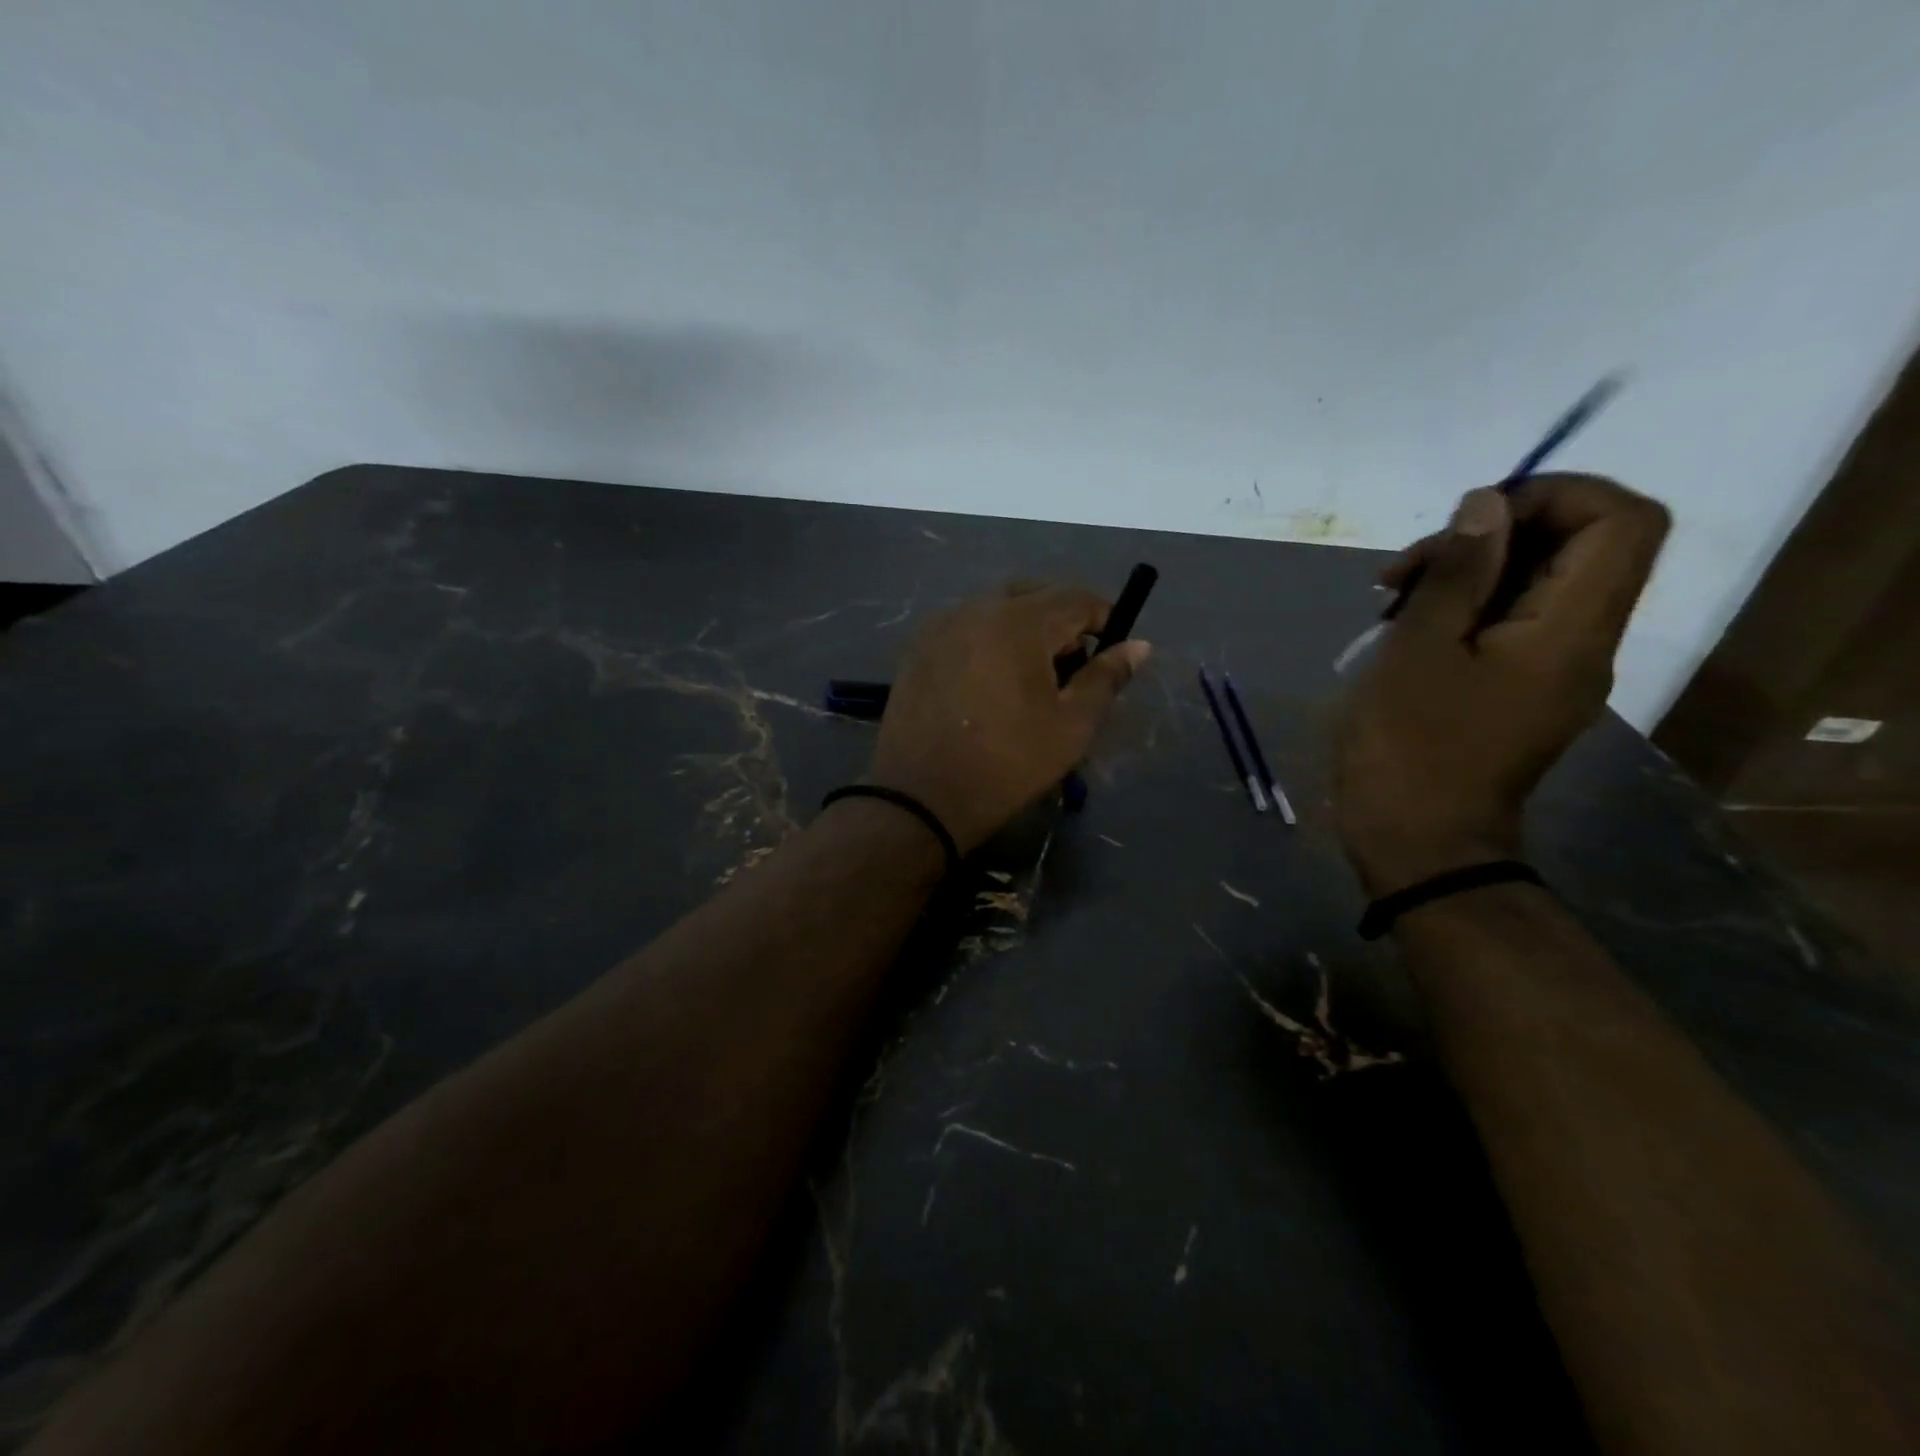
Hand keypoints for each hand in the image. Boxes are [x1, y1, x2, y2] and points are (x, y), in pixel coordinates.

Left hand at [866, 583, 1150, 852]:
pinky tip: (989, 682)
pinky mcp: (917, 648)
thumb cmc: (1007, 764)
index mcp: (1018, 622)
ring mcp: (940, 626)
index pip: (1075, 598)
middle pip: (1033, 595)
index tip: (1113, 649)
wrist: (920, 798)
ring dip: (1023, 628)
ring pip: (996, 608)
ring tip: (1029, 678)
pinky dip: (988, 640)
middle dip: (1062, 621)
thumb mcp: (1071, 726)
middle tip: (1071, 667)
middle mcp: (976, 609)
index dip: (1103, 618)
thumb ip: (1106, 678)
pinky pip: (965, 627)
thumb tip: (1138, 645)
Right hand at [1336, 473, 1669, 893]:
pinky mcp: (1522, 692)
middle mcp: (1584, 644)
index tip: (1469, 520)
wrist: (1420, 846)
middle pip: (1576, 547)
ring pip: (1536, 585)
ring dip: (1466, 574)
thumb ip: (1455, 573)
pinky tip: (1405, 628)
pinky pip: (1512, 625)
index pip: (1620, 520)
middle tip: (1404, 569)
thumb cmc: (1409, 749)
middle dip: (1488, 537)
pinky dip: (1463, 609)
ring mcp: (1554, 672)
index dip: (1554, 495)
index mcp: (1570, 631)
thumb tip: (1486, 504)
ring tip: (1390, 600)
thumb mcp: (1416, 652)